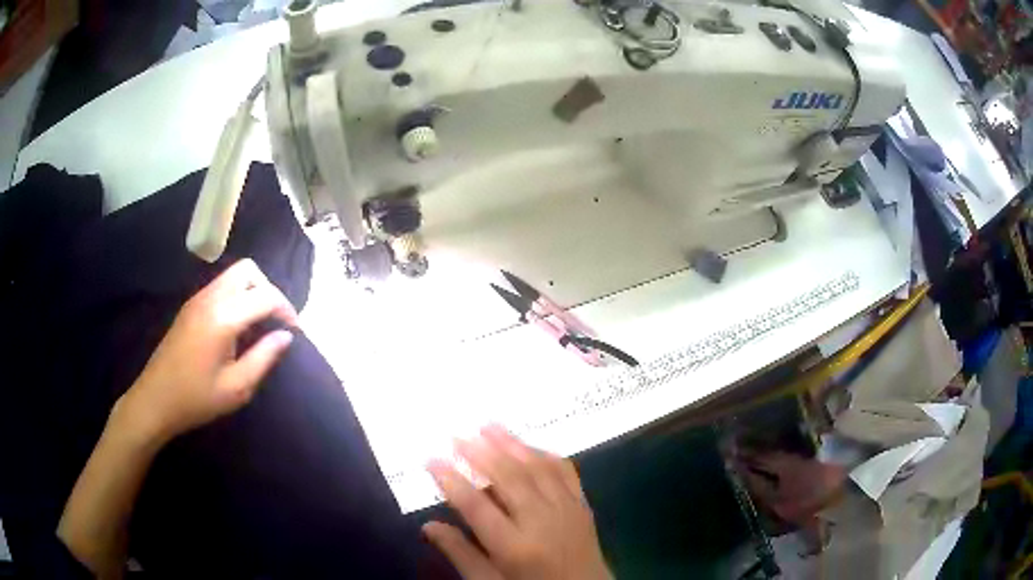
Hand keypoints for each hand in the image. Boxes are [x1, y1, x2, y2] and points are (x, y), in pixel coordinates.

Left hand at [117, 259, 298, 443]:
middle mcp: (210, 298)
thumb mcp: (237, 388)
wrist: (155, 400)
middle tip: (274, 322)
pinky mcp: (190, 307)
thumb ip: (264, 358)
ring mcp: (197, 299)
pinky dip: (236, 297)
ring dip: (251, 292)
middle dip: (268, 290)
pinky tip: (236, 328)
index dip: (286, 310)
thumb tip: (286, 336)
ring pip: (233, 276)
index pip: (265, 295)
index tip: (295, 332)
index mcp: (223, 317)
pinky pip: (220, 287)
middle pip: (248, 271)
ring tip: (257, 326)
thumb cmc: (197, 399)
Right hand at [424, 426, 611, 579]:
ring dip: (511, 444)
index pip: (476, 506)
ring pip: (537, 468)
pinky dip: (545, 454)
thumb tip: (428, 526)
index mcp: (515, 547)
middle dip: (479, 452)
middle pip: (508, 478)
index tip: (430, 458)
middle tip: (456, 434)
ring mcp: (567, 510)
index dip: (451, 480)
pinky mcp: (582, 506)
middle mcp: (542, 522)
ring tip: (488, 425)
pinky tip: (529, 445)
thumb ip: (460, 554)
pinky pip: (565, 471)